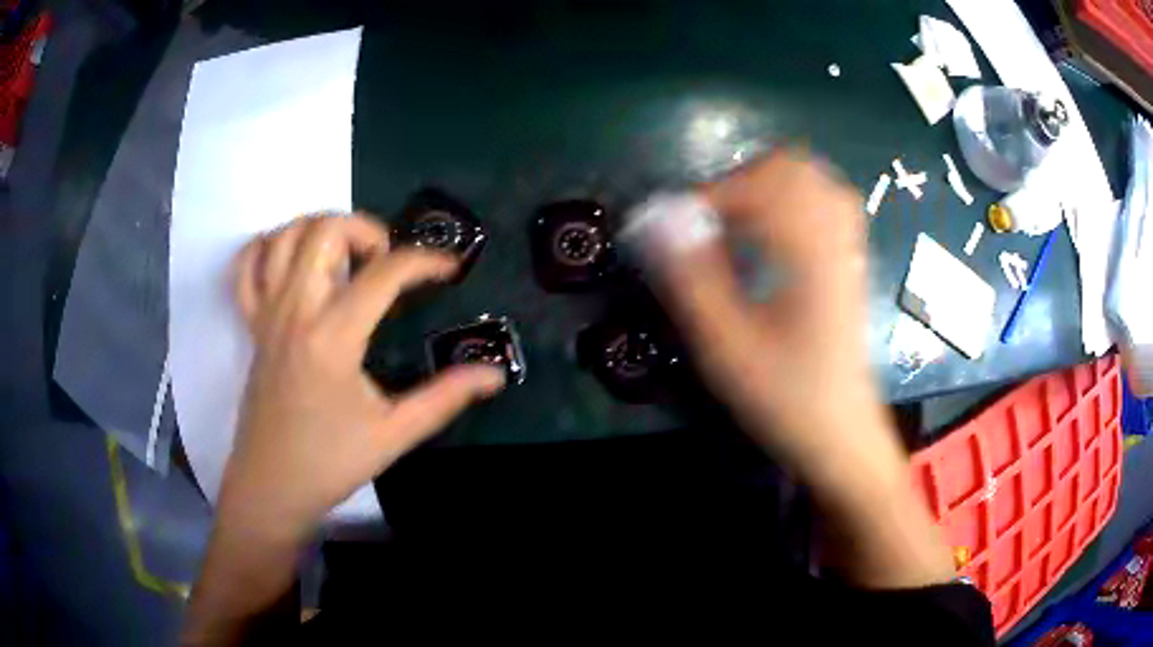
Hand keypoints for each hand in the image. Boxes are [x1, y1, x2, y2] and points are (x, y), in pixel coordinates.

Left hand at [223, 214, 504, 541]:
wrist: (271, 485)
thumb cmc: (330, 462)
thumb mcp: (395, 434)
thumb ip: (445, 397)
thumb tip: (496, 374)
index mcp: (333, 336)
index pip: (385, 272)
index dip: (425, 261)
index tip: (448, 271)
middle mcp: (296, 310)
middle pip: (326, 230)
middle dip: (366, 229)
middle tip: (386, 262)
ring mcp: (267, 313)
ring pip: (286, 235)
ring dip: (320, 230)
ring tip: (345, 257)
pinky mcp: (251, 324)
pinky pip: (247, 266)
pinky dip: (267, 247)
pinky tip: (291, 260)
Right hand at [640, 150, 902, 487]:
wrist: (841, 434)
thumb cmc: (785, 398)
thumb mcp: (727, 347)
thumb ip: (690, 278)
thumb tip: (654, 217)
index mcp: (808, 255)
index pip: (756, 187)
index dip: (705, 198)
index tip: (672, 229)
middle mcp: (834, 238)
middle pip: (790, 166)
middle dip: (739, 180)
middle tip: (707, 220)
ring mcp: (848, 247)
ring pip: (811, 178)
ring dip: (765, 185)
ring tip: (734, 221)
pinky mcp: (850, 260)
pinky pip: (827, 201)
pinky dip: (793, 198)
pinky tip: (772, 231)